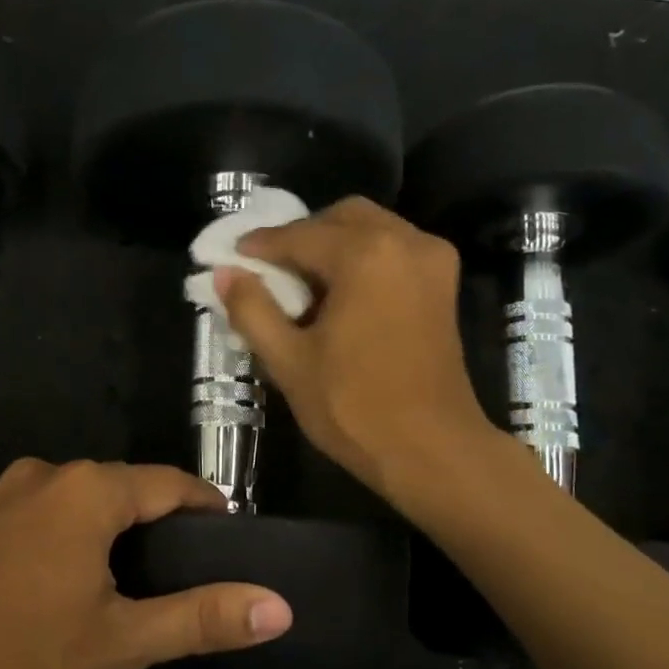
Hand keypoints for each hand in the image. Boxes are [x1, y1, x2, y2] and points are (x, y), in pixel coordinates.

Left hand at [0, 459, 292, 668]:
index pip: (172, 485)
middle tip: (192, 582)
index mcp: (88, 489)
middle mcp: (48, 475)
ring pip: (86, 505)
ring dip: (119, 537)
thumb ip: (201, 618)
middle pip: (128, 491)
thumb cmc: (16, 660)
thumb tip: (280, 606)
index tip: (234, 546)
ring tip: (143, 590)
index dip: (209, 511)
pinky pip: (50, 517)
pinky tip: (79, 589)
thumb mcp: (119, 643)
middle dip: (164, 528)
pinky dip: (78, 542)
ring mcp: (6, 495)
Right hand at [217, 197, 493, 501]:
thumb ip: (252, 310)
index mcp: (366, 254)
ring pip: (371, 230)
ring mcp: (432, 260)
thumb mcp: (289, 360)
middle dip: (302, 237)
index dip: (260, 246)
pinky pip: (394, 251)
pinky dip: (362, 259)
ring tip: (303, 286)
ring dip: (333, 246)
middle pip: (341, 218)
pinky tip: (340, 295)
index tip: (232, 257)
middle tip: (270, 271)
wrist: (431, 450)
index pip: (299, 235)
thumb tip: (224, 274)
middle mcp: (405, 241)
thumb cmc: (354, 407)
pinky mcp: (444, 285)